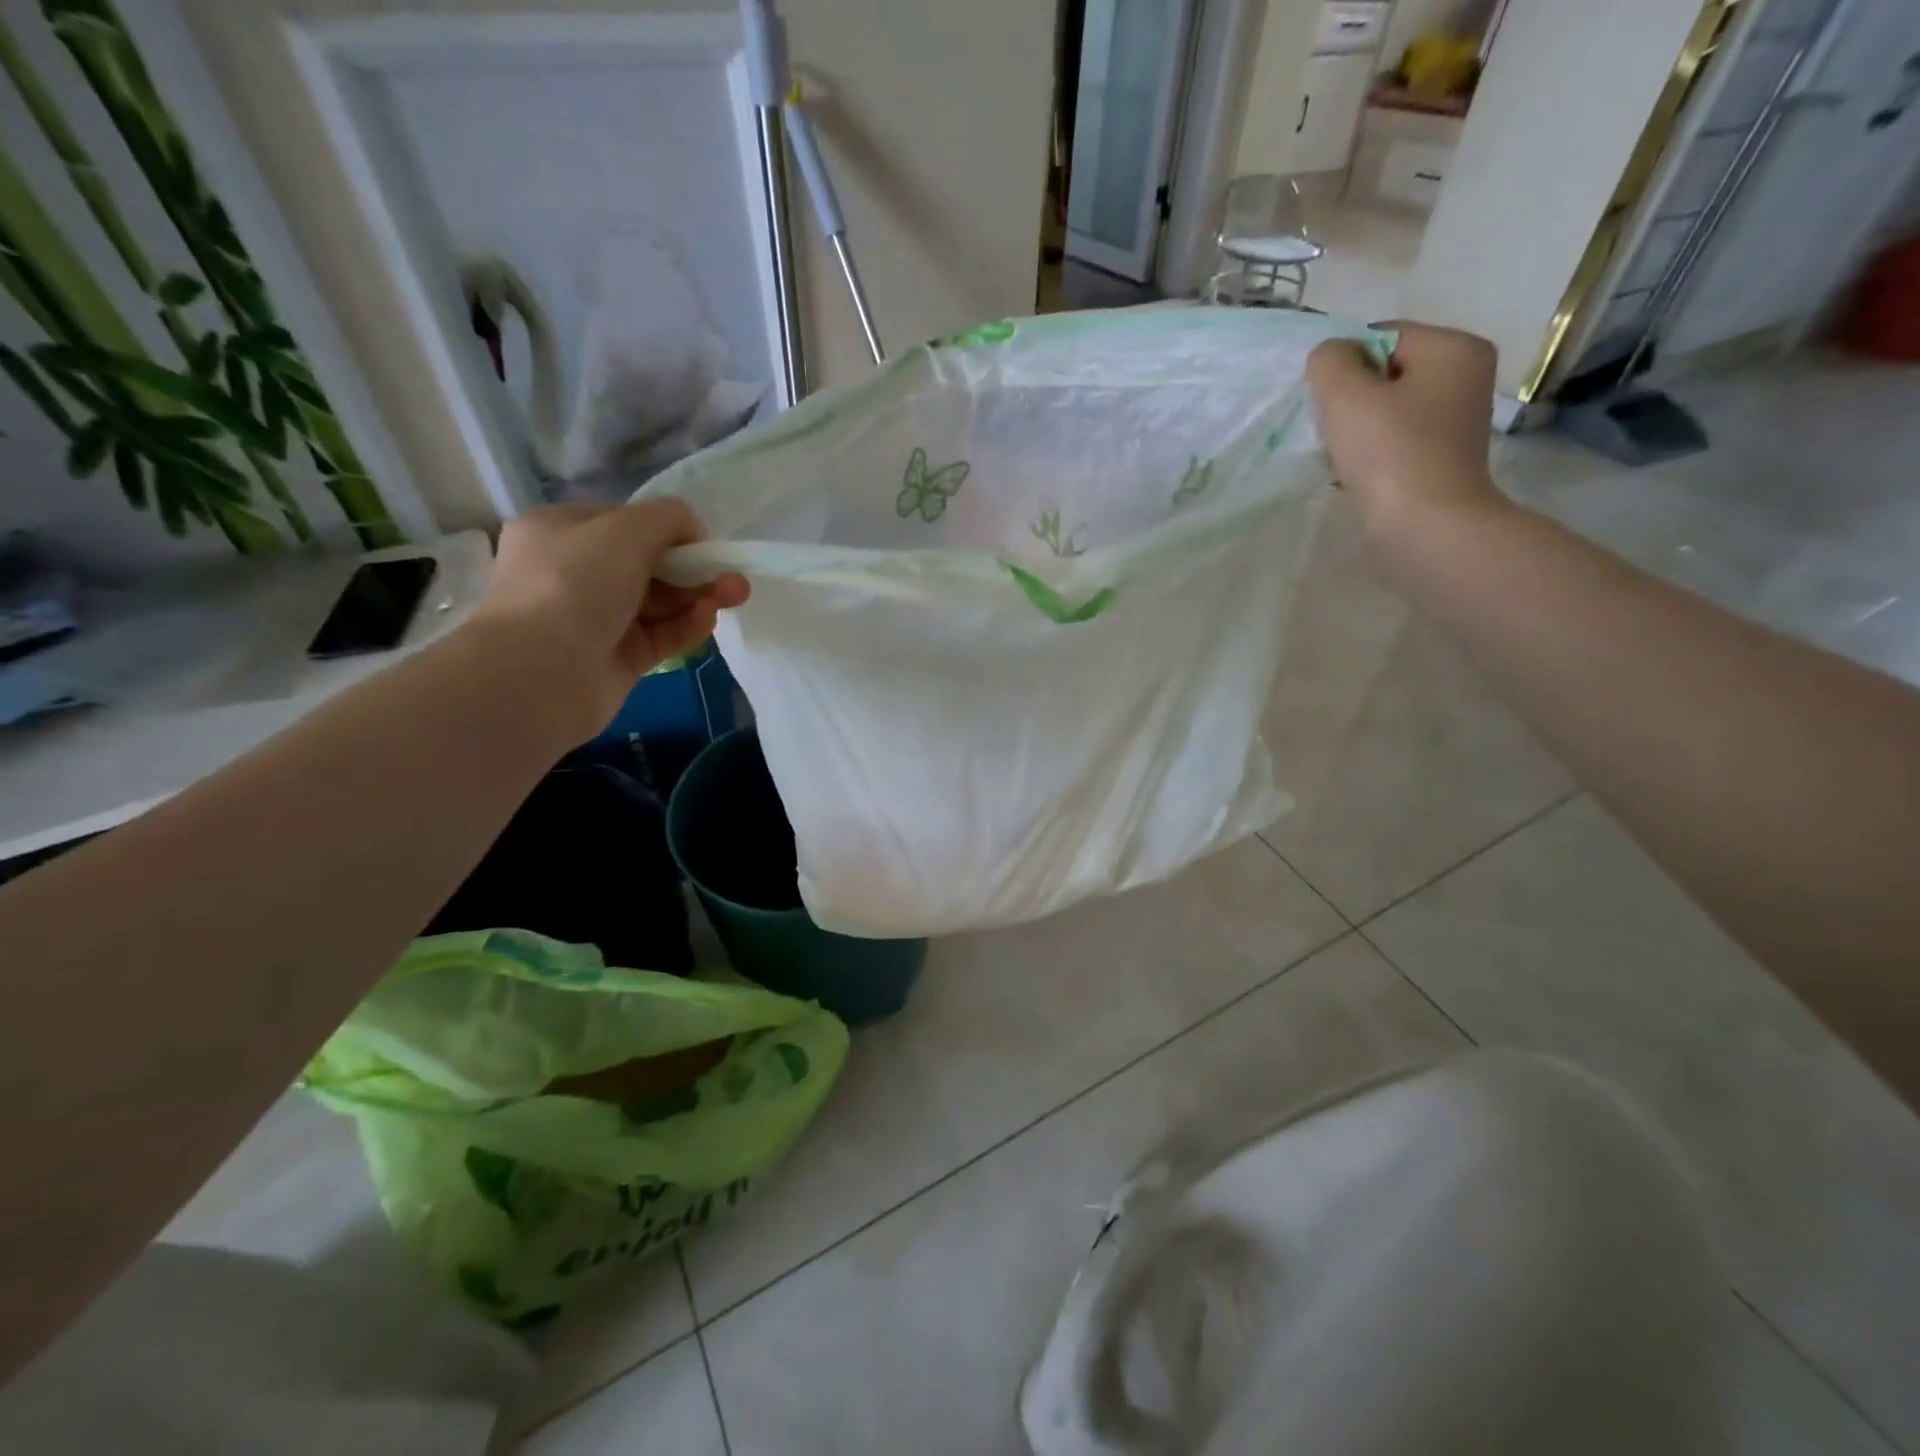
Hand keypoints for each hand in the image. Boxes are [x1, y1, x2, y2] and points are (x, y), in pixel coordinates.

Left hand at [466, 500, 748, 739]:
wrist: (540, 672)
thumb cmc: (574, 583)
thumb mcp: (625, 529)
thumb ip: (668, 518)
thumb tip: (693, 528)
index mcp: (560, 531)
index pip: (623, 523)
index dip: (666, 530)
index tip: (701, 542)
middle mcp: (574, 573)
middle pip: (647, 565)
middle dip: (692, 567)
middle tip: (731, 574)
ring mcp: (595, 619)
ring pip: (658, 602)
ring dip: (698, 596)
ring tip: (734, 594)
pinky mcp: (617, 658)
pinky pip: (660, 636)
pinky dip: (687, 625)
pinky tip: (709, 618)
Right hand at [1306, 323, 1507, 541]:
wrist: (1425, 527)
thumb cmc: (1389, 454)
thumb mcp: (1346, 395)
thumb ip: (1330, 361)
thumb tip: (1331, 356)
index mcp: (1454, 348)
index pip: (1383, 337)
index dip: (1344, 365)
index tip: (1326, 403)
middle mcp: (1465, 377)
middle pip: (1385, 374)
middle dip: (1350, 400)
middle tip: (1332, 431)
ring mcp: (1456, 422)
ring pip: (1387, 410)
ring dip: (1355, 430)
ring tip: (1340, 457)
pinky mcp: (1441, 459)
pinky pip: (1395, 442)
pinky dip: (1370, 454)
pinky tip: (1353, 476)